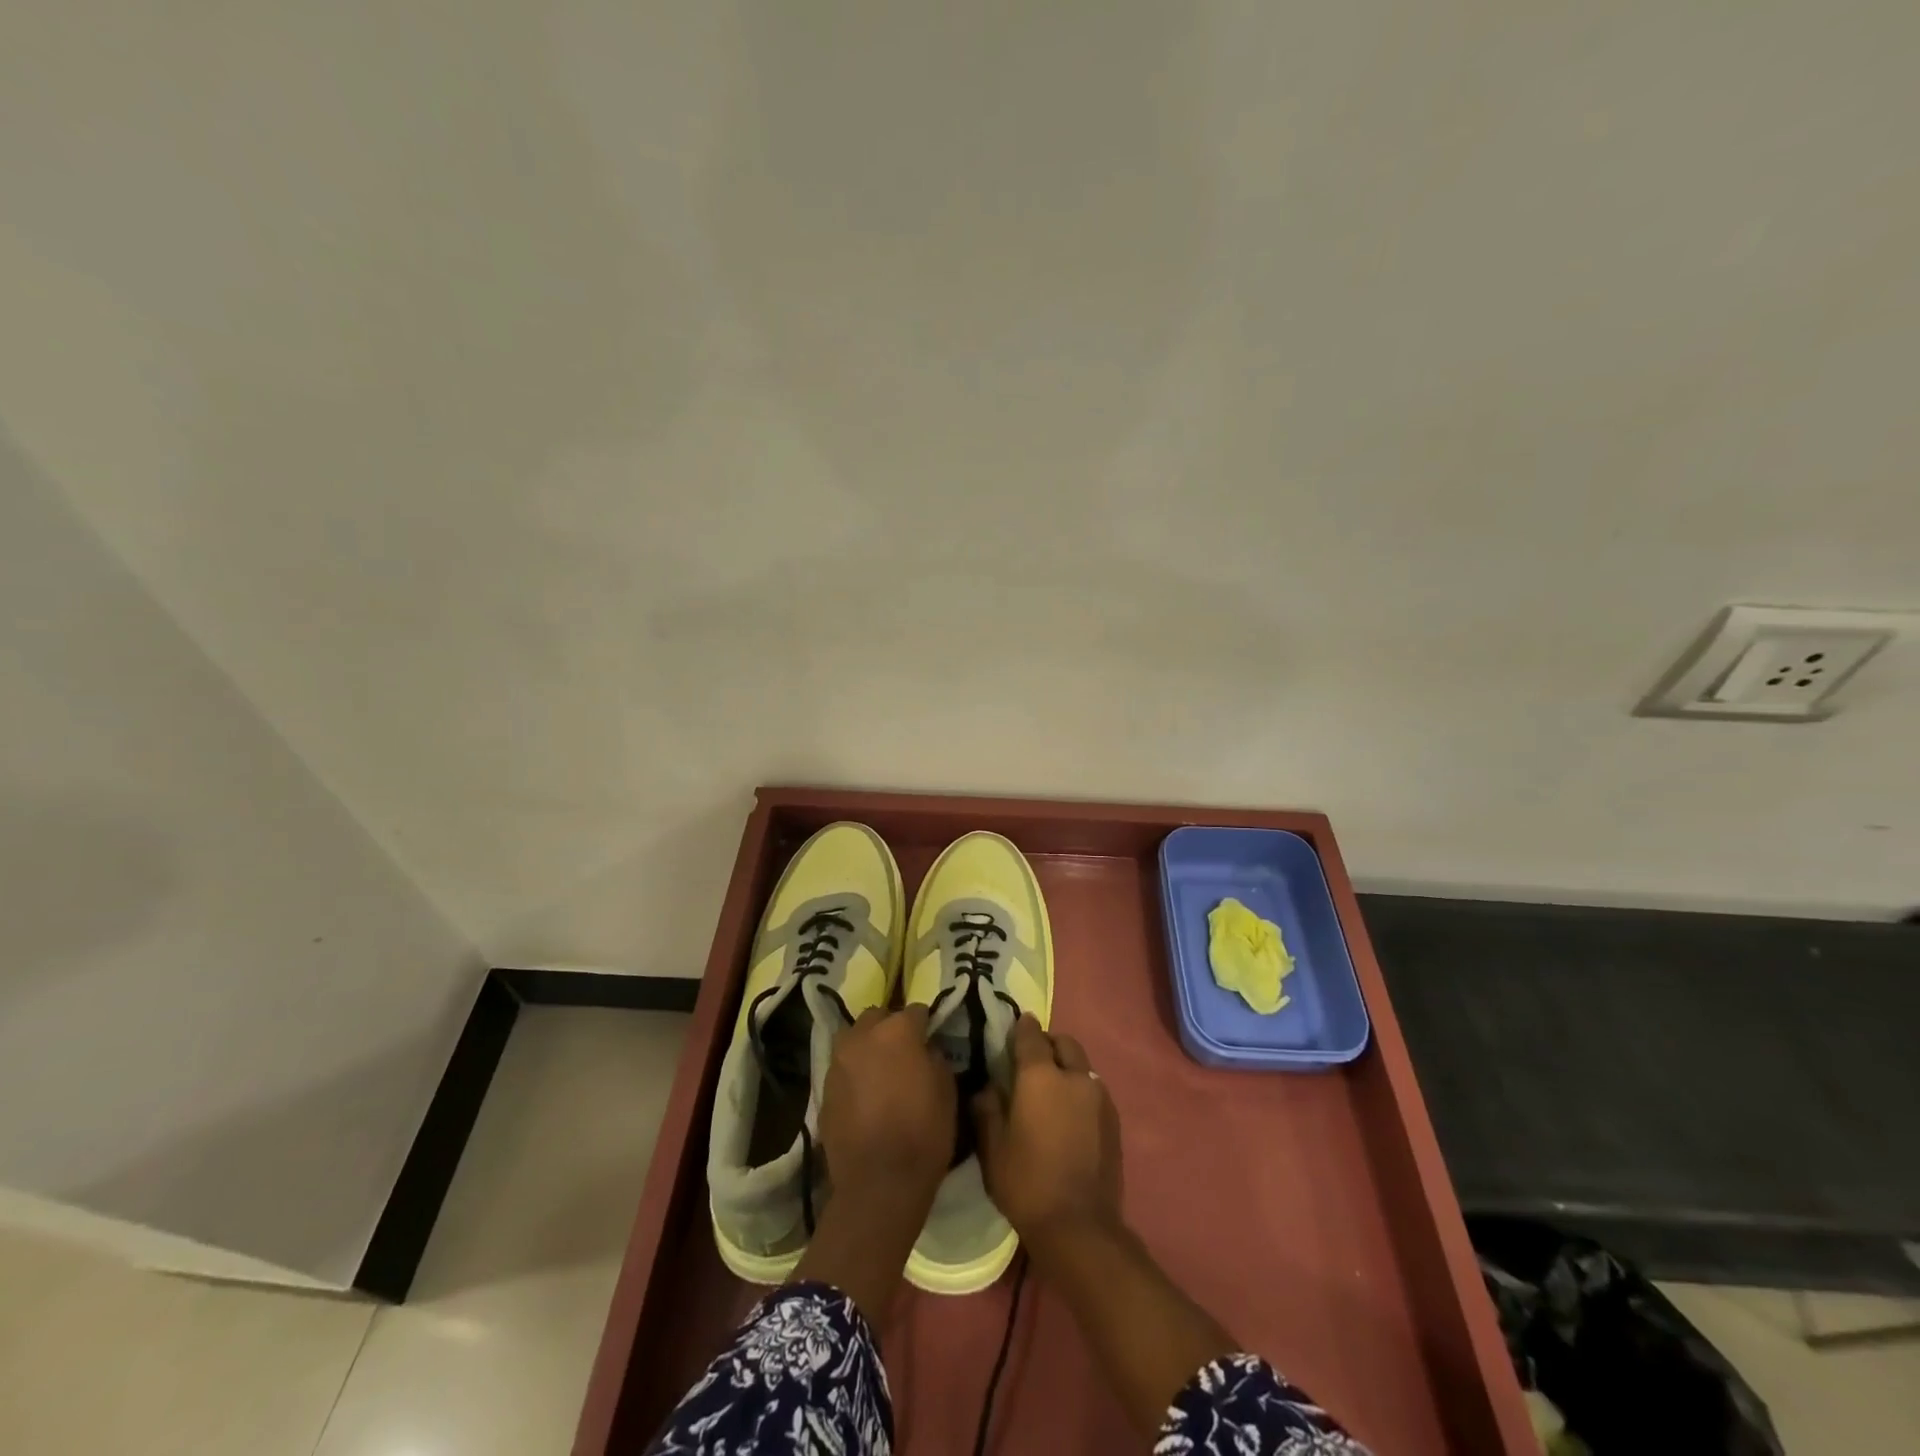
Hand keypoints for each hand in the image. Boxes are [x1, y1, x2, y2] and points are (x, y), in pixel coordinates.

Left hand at [819, 1005, 954, 1206]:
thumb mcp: (947, 1091)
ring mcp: (838, 1061)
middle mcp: (863, 1036)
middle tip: (902, 1050)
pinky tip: (863, 1094)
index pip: (915, 1011)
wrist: (878, 1184)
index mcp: (897, 1031)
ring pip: (853, 1038)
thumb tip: (926, 1050)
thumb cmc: (923, 1134)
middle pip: (877, 1017)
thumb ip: (936, 1059)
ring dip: (867, 1045)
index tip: (931, 1036)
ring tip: (879, 1069)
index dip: (925, 1023)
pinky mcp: (823, 1088)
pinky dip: (853, 1072)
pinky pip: (842, 1068)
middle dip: (890, 1027)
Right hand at [972, 1015, 1122, 1259]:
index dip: (1020, 1028)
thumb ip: (987, 1108)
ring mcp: (1099, 1096)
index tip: (1012, 1029)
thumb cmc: (1027, 1184)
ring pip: (1082, 1065)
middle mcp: (1074, 1076)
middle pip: (1064, 1042)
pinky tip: (1070, 1115)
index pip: (1031, 1034)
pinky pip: (1094, 1089)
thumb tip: (987, 1086)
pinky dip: (1081, 1089)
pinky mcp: (1114, 1119)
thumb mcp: (992, 1148)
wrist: (1080, 1229)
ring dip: (1067, 1066)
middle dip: (1048, 1043)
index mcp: (1040, 1076)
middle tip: (1031, 1062)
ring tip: (1052, 1090)